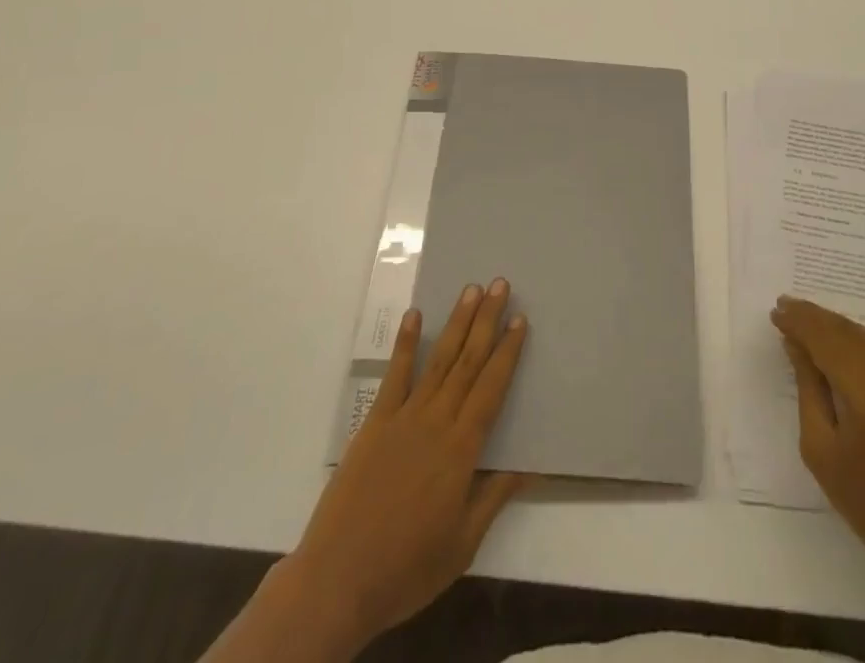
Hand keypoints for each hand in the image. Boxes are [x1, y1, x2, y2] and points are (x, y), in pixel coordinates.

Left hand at [204, 280, 529, 662]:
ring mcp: (403, 417)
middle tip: (500, 284)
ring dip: (456, 322)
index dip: (508, 352)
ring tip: (471, 290)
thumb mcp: (462, 545)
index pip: (492, 388)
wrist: (338, 580)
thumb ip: (493, 499)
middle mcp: (436, 422)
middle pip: (468, 362)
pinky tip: (414, 315)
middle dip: (486, 321)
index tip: (520, 320)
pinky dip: (405, 343)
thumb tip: (527, 467)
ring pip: (438, 360)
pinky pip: (394, 375)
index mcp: (462, 450)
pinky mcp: (375, 423)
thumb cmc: (407, 569)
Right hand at [770, 295, 864, 585]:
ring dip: (837, 325)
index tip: (776, 312)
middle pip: (848, 331)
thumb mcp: (821, 449)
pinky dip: (862, 337)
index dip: (800, 322)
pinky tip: (845, 344)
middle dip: (814, 317)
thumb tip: (796, 344)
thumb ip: (808, 388)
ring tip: (809, 324)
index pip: (827, 339)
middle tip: (785, 307)